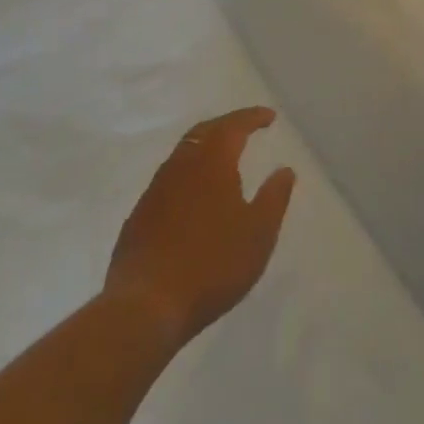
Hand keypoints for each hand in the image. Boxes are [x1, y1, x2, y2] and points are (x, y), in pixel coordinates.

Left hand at [103, 107, 295, 347]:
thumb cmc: (212, 264)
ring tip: (223, 157)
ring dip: (205, 147)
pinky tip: (194, 194)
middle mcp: (180, 167)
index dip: (253, 118)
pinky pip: (168, 179)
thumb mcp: (258, 233)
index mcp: (212, 163)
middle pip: (203, 132)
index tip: (270, 116)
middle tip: (246, 127)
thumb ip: (274, 197)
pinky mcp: (139, 217)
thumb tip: (285, 169)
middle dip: (227, 125)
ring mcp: (155, 191)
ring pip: (183, 154)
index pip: (233, 126)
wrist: (144, 306)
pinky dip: (188, 174)